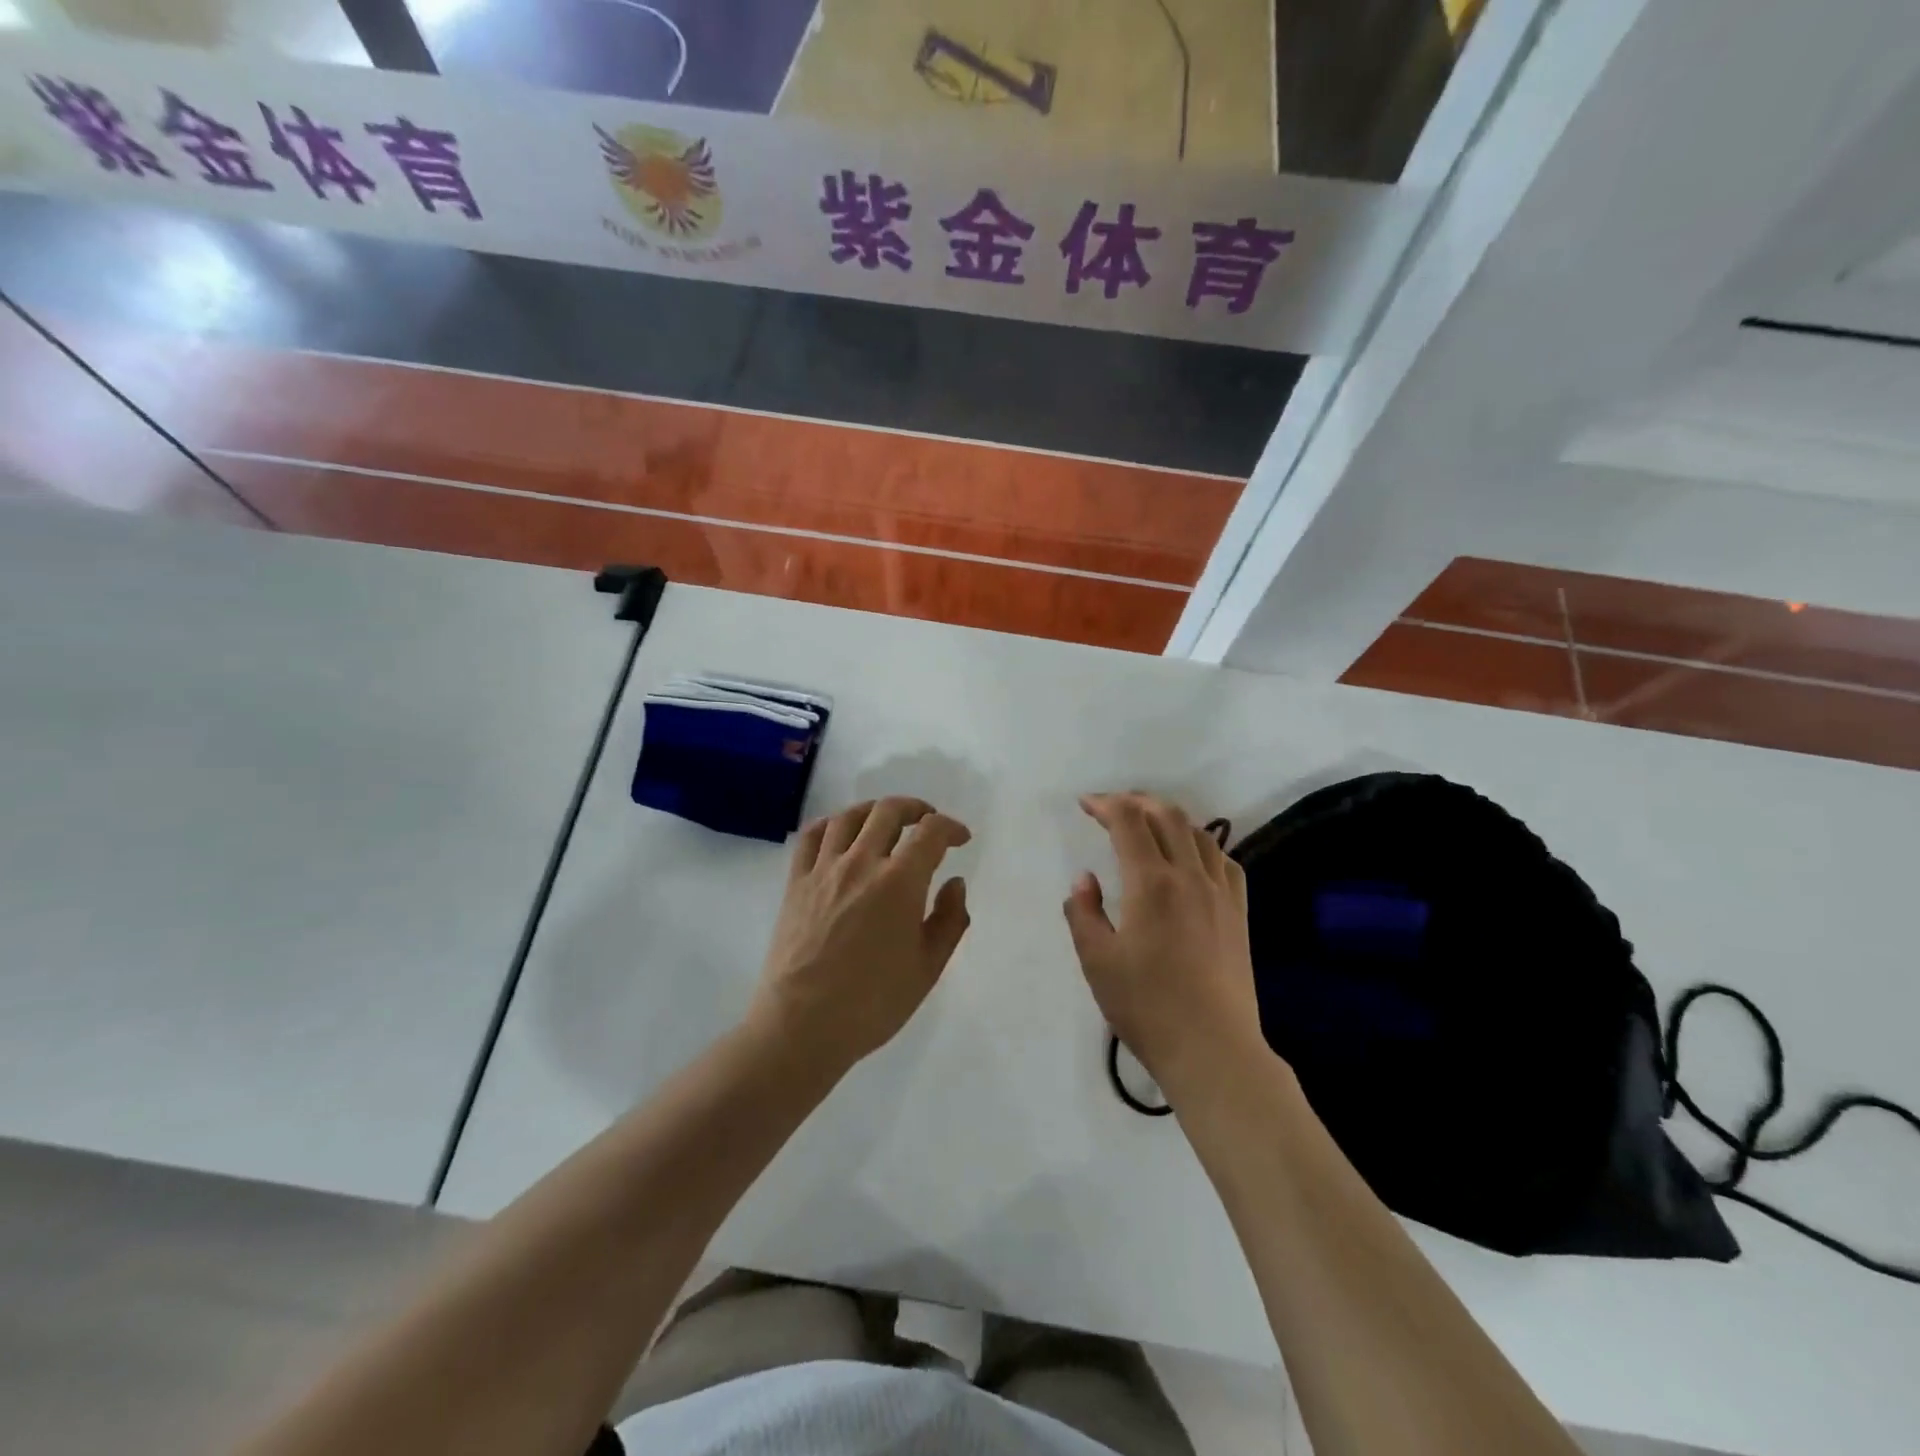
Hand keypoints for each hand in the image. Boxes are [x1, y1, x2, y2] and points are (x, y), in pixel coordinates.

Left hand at [751, 796, 971, 1075]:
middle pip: (889, 811)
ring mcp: (823, 870)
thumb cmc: (872, 1003)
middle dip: (916, 809)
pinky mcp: (796, 883)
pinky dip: (831, 824)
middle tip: (927, 822)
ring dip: (874, 811)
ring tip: (886, 822)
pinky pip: (811, 837)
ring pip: (849, 817)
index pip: (931, 833)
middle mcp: (861, 863)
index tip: (961, 839)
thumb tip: (954, 883)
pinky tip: (840, 834)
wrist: (802, 1026)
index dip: (951, 827)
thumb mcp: (928, 968)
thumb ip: (949, 920)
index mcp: (899, 883)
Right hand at [1065, 793, 1262, 1095]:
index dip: (1105, 804)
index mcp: (1151, 883)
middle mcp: (1189, 876)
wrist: (1212, 1048)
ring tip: (1149, 826)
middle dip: (1137, 802)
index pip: (1128, 821)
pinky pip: (1224, 861)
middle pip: (1167, 816)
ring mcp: (1220, 893)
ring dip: (1170, 818)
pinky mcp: (1239, 913)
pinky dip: (1202, 845)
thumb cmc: (1146, 1006)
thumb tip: (1085, 880)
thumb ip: (1084, 913)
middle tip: (1113, 808)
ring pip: (1199, 834)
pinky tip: (1193, 858)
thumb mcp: (1097, 961)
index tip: (1085, 804)